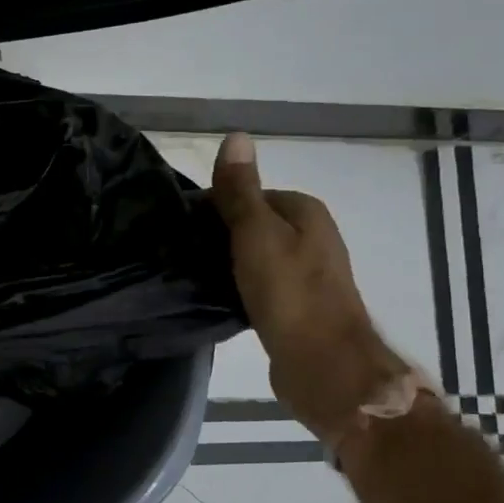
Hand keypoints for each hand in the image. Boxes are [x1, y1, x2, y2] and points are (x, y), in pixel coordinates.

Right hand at [210, 133, 412, 444]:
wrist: (324, 366)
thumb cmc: (290, 294)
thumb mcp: (257, 234)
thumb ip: (242, 190)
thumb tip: (235, 136)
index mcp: (305, 211)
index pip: (248, 193)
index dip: (212, 206)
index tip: (179, 226)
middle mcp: (310, 237)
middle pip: (252, 225)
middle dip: (218, 235)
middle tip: (179, 252)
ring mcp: (306, 274)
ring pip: (253, 257)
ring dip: (226, 264)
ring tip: (190, 275)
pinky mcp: (295, 307)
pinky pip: (258, 286)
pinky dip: (238, 288)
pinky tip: (215, 299)